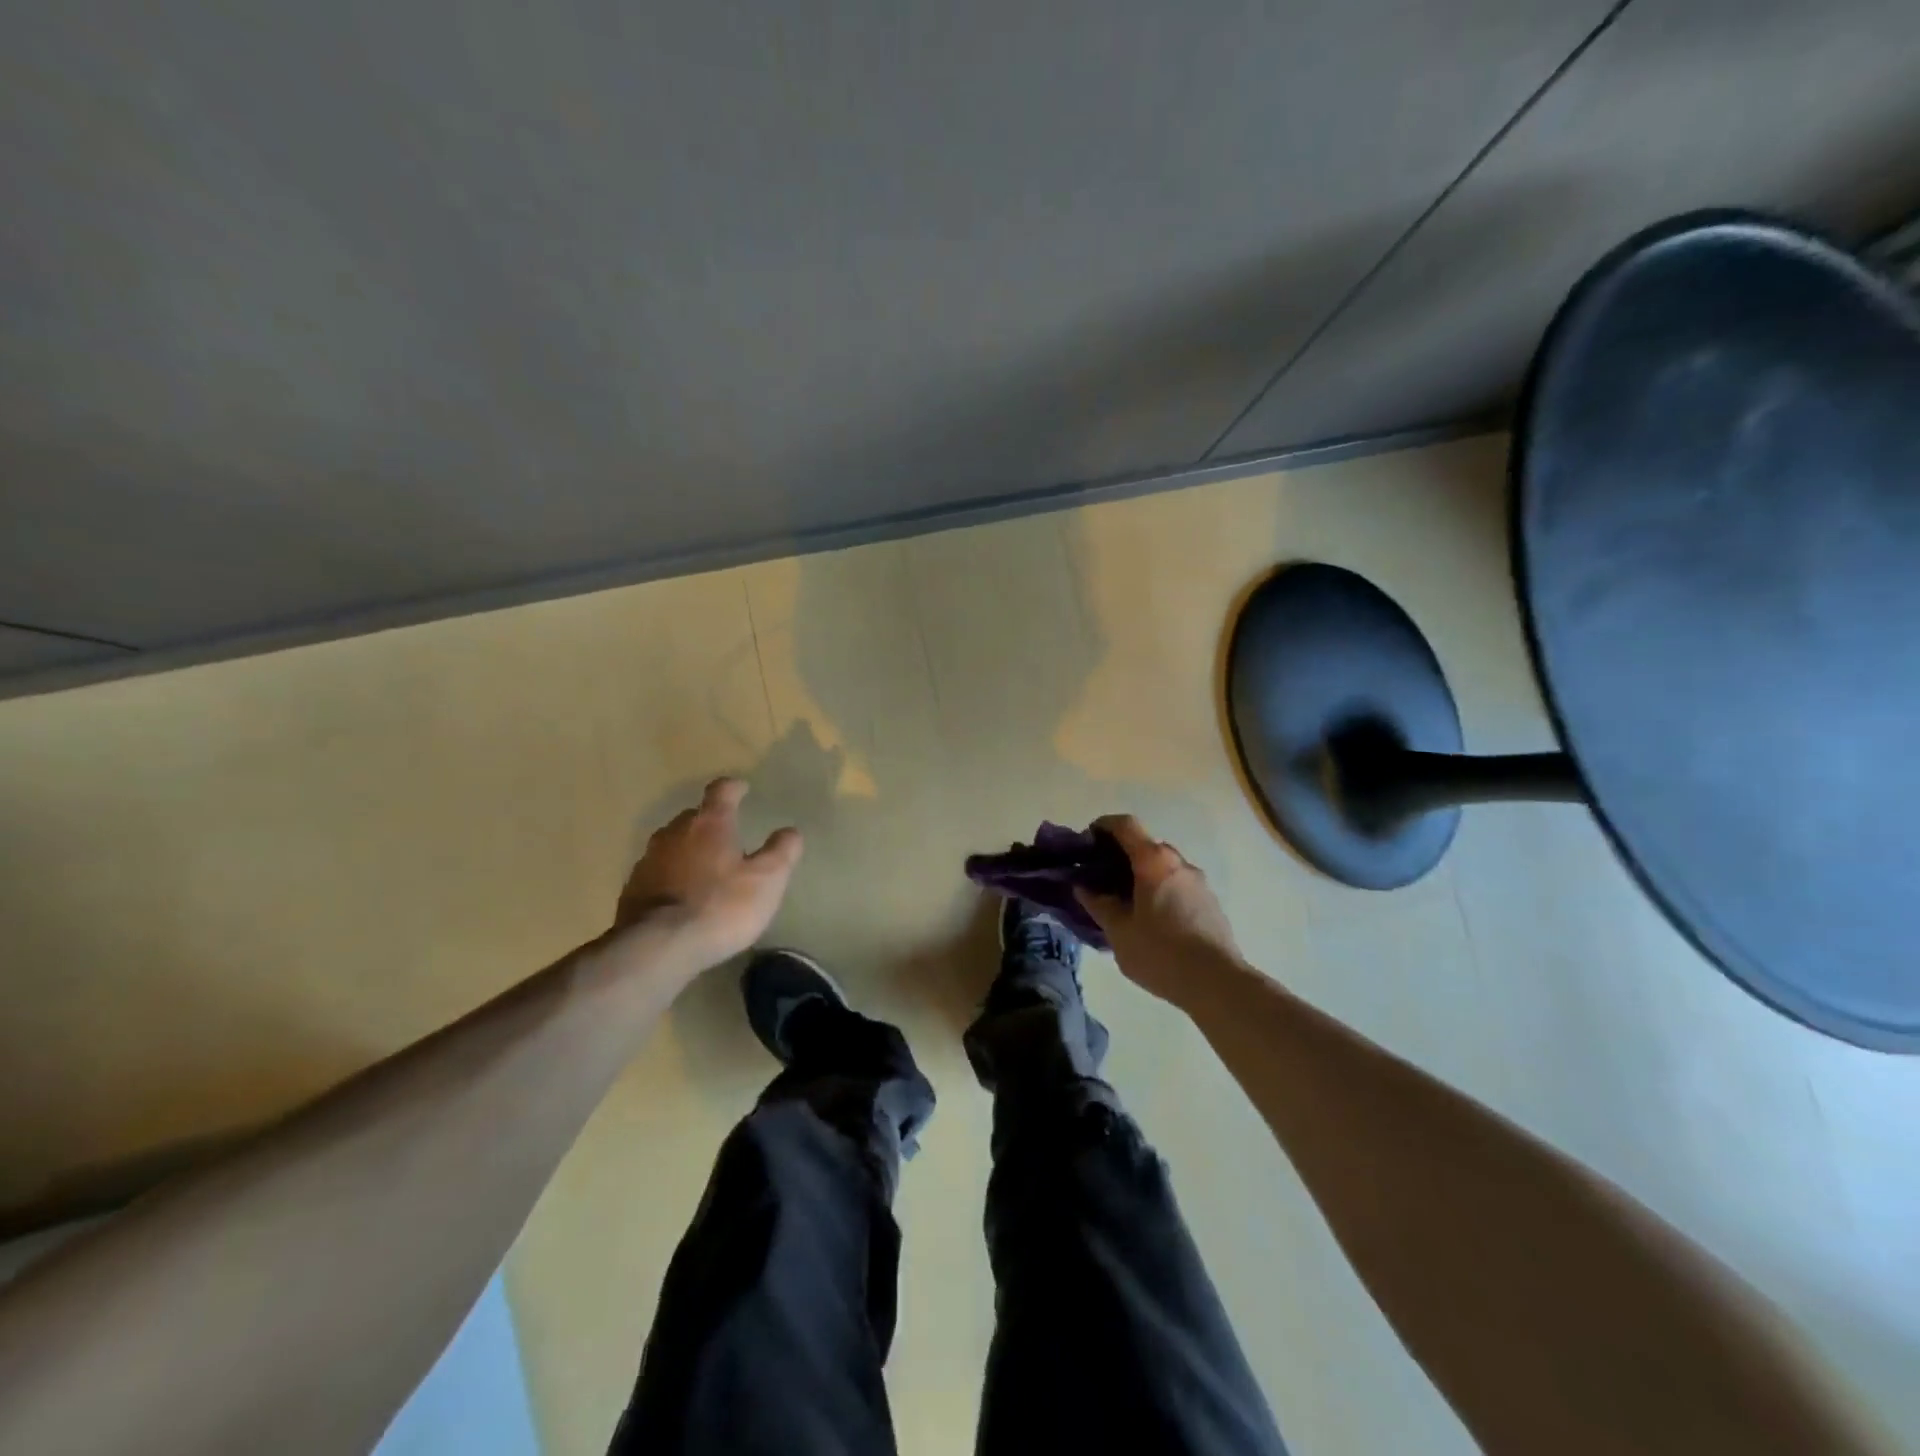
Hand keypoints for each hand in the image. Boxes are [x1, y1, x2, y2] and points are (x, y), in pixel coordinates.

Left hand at [611, 778, 802, 977]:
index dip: (734, 787)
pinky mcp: (632, 888)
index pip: (721, 791)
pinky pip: (657, 871)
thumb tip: (790, 831)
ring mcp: (648, 860)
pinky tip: (681, 895)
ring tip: (704, 866)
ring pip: (672, 843)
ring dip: (689, 849)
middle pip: (693, 816)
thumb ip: (781, 852)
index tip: (743, 788)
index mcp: (710, 824)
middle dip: (710, 821)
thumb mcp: (767, 881)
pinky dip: (671, 875)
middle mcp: (675, 833)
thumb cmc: (720, 907)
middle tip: (727, 835)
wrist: (656, 947)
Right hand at [1076, 814, 1242, 1006]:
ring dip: (1142, 876)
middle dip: (1121, 856)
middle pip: (1145, 846)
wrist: (1217, 983)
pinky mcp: (1210, 903)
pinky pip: (1177, 886)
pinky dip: (1159, 891)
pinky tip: (1151, 921)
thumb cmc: (1161, 952)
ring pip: (1163, 868)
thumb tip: (1083, 887)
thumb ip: (1099, 905)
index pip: (1126, 825)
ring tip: (1124, 904)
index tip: (1087, 841)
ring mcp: (1199, 883)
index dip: (1104, 825)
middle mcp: (1179, 863)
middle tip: (1101, 879)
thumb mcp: (1119, 932)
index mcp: (1154, 861)